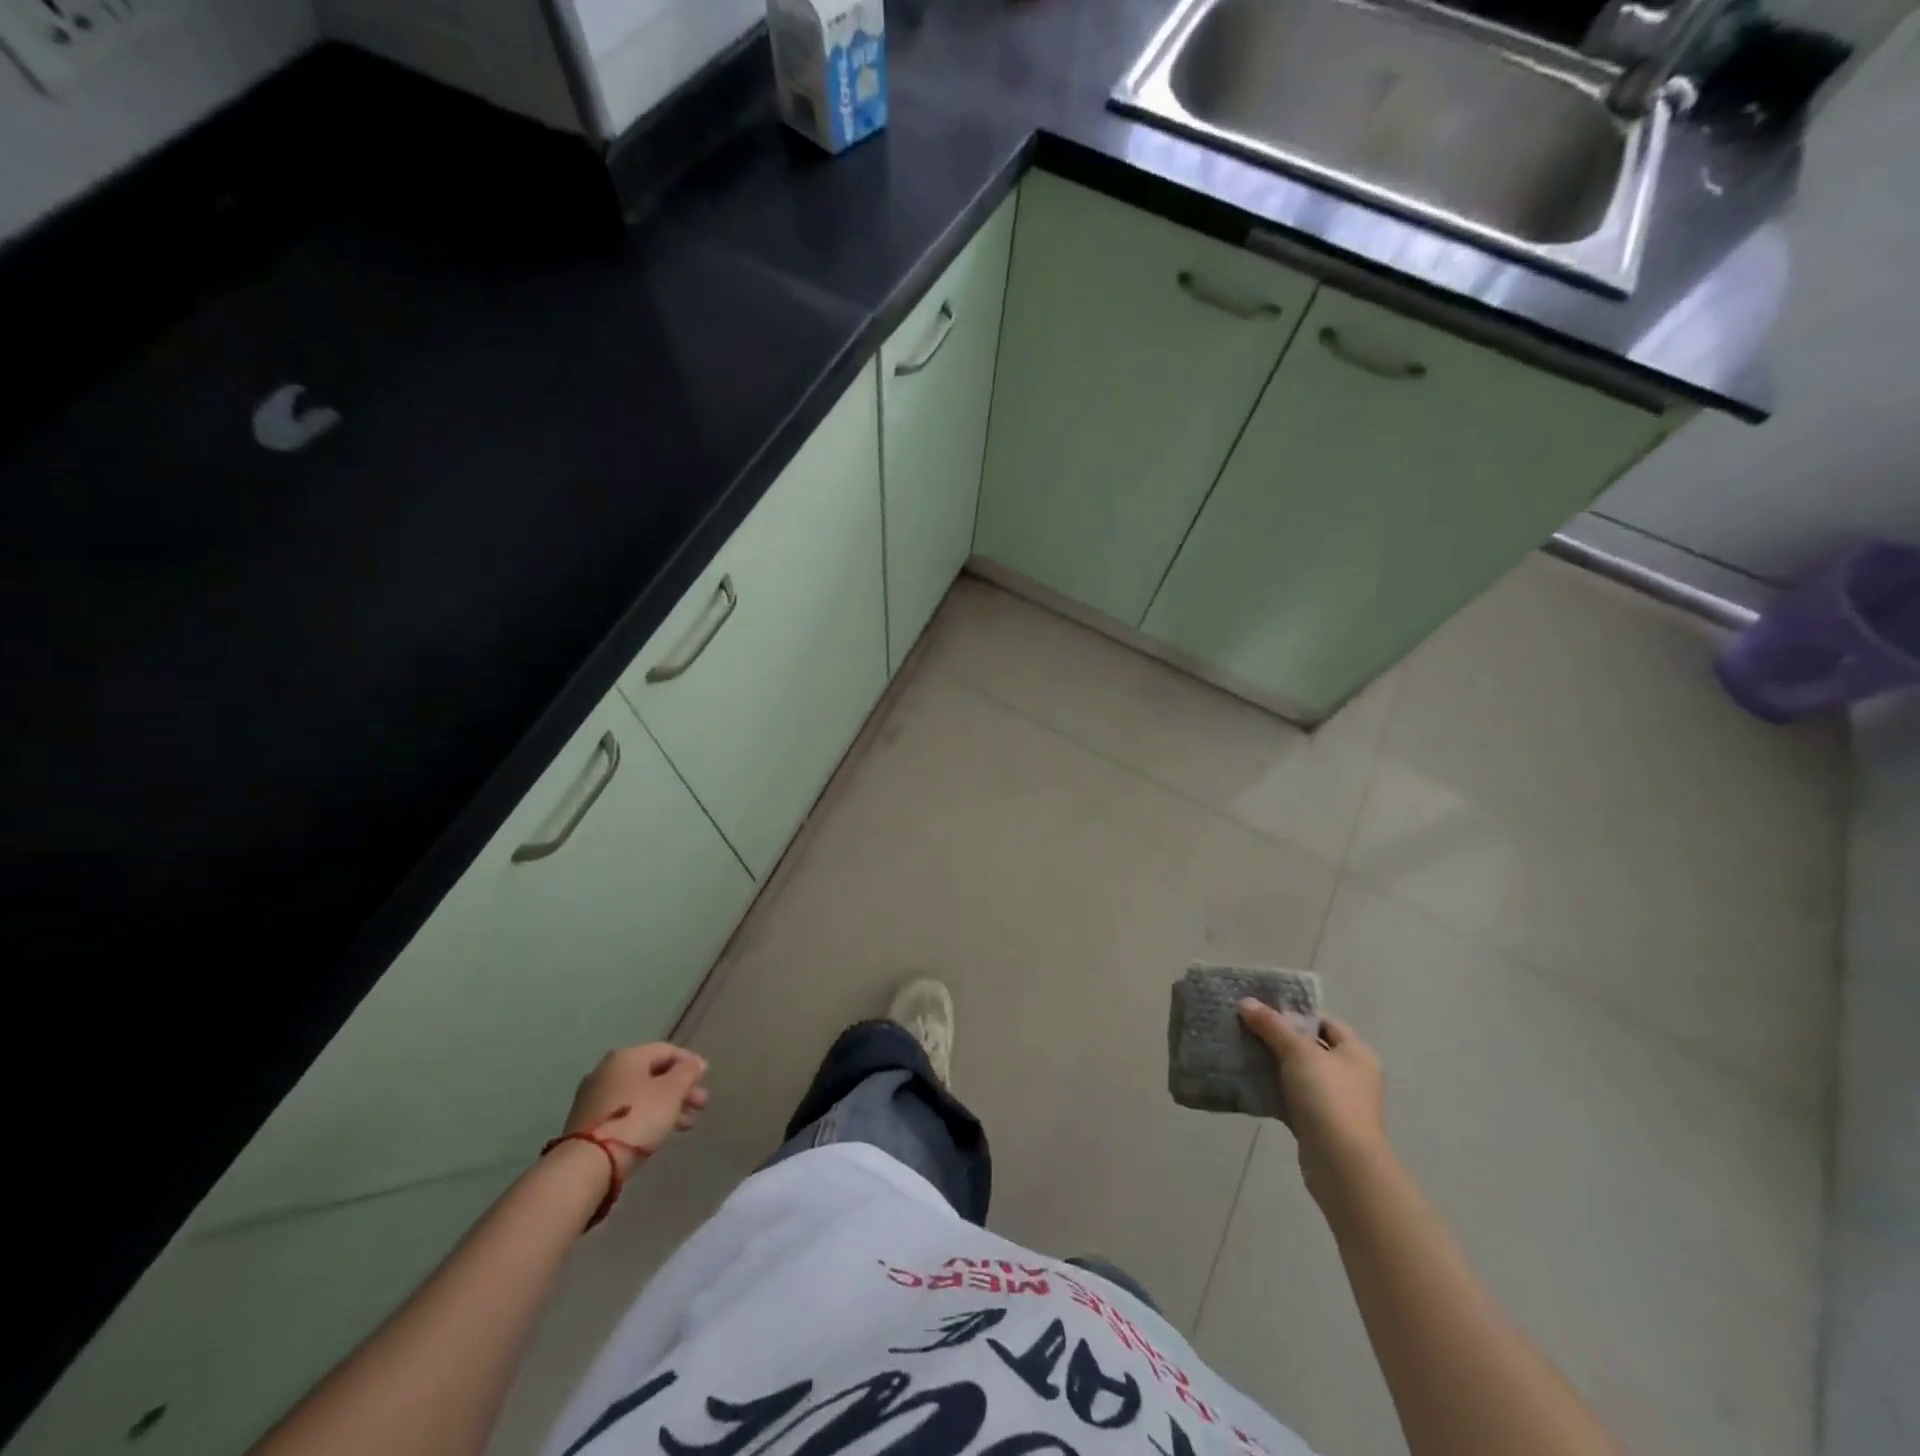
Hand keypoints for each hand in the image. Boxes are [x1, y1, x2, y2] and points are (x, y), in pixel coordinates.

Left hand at [561, 1043, 709, 1174]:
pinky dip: (646, 1117)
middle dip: (680, 1088)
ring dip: (666, 1105)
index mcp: (626, 1056)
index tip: (705, 1079)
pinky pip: (626, 1112)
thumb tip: (694, 1063)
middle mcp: (607, 1070)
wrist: (587, 1164)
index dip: (689, 1062)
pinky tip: (659, 1132)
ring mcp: (593, 1098)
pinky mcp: (587, 1123)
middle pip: (652, 1073)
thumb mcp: (672, 1091)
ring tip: (686, 1124)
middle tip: (700, 1105)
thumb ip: (687, 1072)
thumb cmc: (637, 1118)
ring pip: (640, 1095)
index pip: (666, 1050)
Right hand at [1237, 1001, 1386, 1200]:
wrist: (1342, 1165)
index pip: (1324, 1021)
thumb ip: (1272, 1025)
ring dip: (1272, 1064)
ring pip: (1298, 1073)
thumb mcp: (1298, 1053)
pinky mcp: (1318, 1123)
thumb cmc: (1328, 1098)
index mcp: (1356, 1053)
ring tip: (1241, 1050)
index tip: (1262, 1009)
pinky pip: (1291, 1097)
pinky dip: (1272, 1090)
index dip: (1294, 1013)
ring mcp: (1335, 1101)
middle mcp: (1350, 1075)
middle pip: (1309, 1046)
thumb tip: (1246, 1002)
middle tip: (1245, 1027)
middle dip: (1277, 1037)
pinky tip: (1248, 1082)